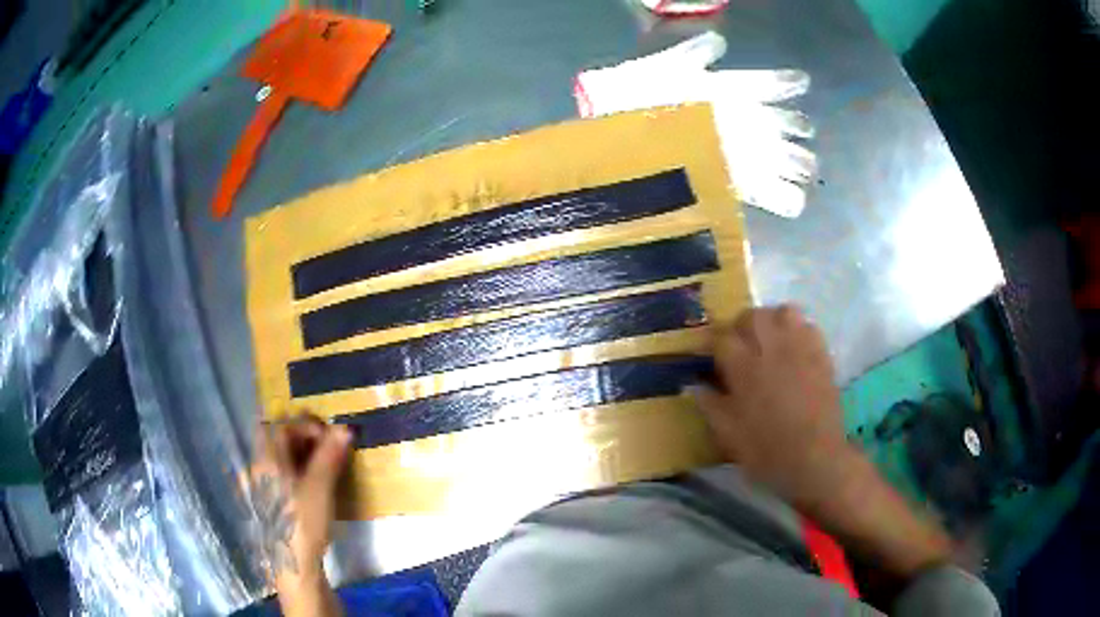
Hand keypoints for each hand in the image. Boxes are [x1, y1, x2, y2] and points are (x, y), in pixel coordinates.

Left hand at [252, 416, 350, 615]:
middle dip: (306, 439)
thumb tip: (344, 429)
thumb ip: (329, 456)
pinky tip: (316, 485)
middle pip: (278, 441)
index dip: (306, 425)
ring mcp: (262, 488)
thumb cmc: (303, 524)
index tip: (331, 435)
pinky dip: (299, 471)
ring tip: (329, 465)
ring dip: (304, 455)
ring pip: (281, 459)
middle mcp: (258, 469)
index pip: (281, 426)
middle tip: (332, 448)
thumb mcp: (319, 488)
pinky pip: (283, 476)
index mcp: (265, 460)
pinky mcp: (271, 505)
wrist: (294, 568)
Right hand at [692, 305, 854, 508]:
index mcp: (743, 367)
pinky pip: (808, 326)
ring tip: (769, 342)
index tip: (708, 355)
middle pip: (752, 316)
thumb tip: (692, 384)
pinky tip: (795, 350)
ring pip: (782, 312)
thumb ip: (709, 404)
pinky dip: (798, 331)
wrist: (815, 459)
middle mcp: (771, 347)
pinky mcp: (821, 354)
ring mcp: (799, 347)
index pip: (720, 338)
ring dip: (772, 321)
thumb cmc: (766, 451)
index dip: (712, 344)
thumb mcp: (728, 434)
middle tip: (739, 348)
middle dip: (741, 327)